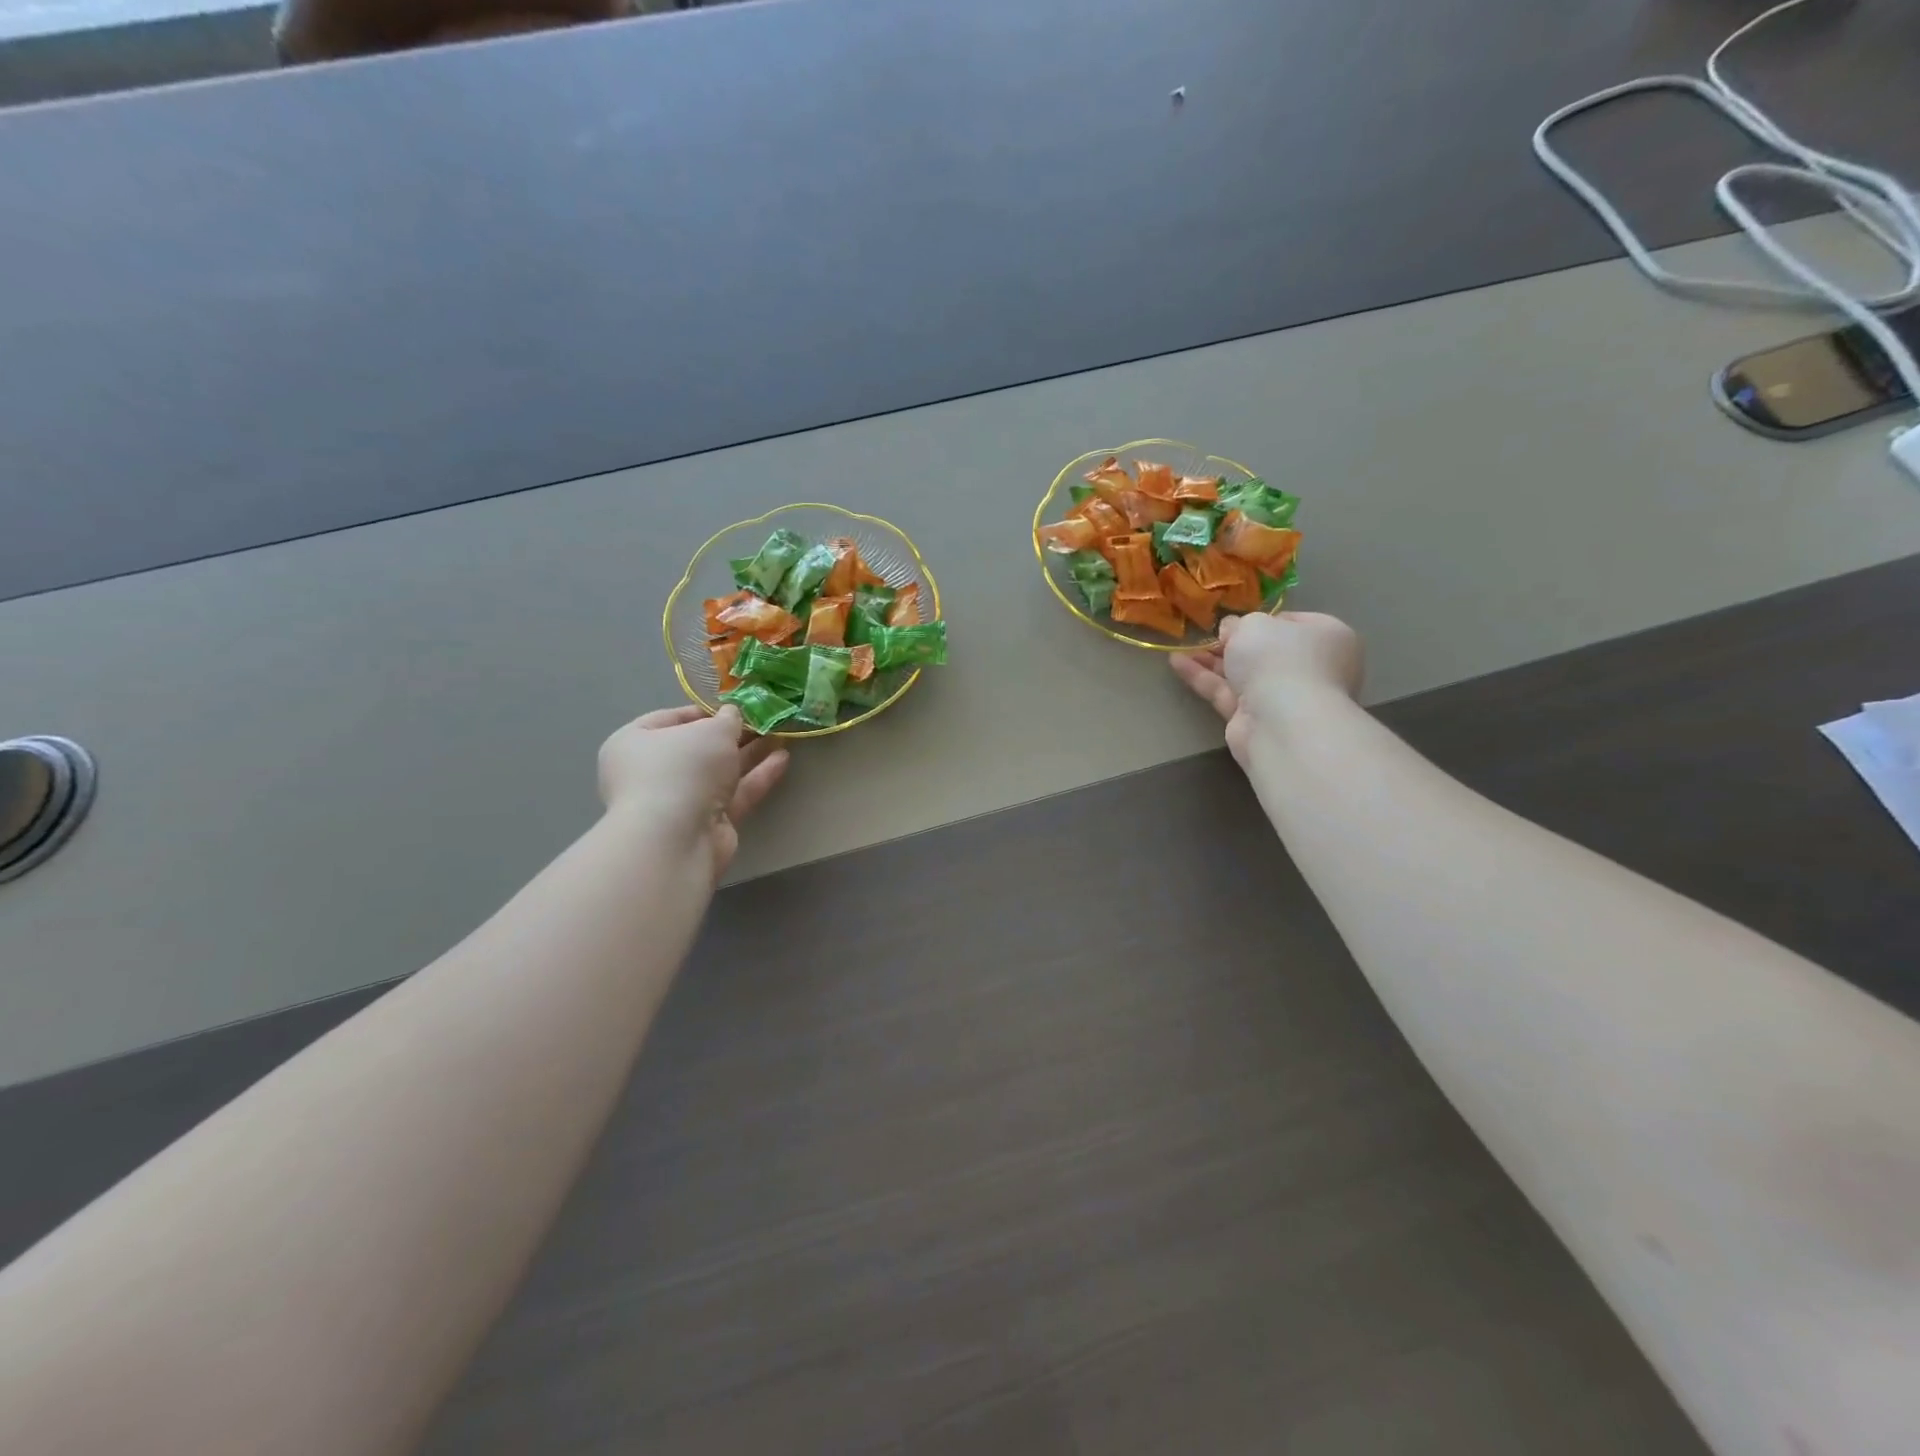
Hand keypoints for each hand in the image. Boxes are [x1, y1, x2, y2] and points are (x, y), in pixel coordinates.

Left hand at [597, 705, 789, 875]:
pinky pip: (734, 794)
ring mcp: (680, 801)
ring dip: (750, 754)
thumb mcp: (711, 730)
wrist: (677, 839)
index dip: (705, 711)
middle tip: (765, 721)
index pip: (670, 719)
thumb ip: (727, 720)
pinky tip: (782, 760)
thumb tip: (732, 716)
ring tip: (782, 736)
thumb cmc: (682, 769)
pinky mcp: (706, 823)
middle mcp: (653, 772)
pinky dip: (757, 777)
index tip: (736, 706)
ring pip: (720, 772)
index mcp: (635, 743)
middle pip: (699, 748)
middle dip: (734, 735)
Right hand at [1170, 612, 1363, 765]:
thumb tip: (1232, 630)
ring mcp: (1284, 697)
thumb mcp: (1254, 625)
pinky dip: (1204, 678)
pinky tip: (1176, 663)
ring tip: (1182, 648)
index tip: (1236, 620)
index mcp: (1327, 637)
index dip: (1263, 619)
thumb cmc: (1278, 659)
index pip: (1293, 623)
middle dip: (1233, 644)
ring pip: (1243, 674)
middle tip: (1207, 635)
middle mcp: (1311, 668)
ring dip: (1213, 661)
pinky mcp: (1256, 719)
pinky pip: (1227, 693)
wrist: (1281, 720)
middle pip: (1266, 651)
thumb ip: (1239, 624)